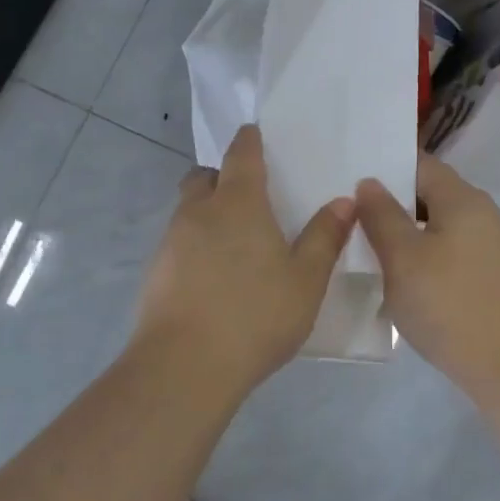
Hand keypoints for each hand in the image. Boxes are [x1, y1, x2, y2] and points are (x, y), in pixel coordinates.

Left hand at [132, 125, 355, 391]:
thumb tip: (344, 201)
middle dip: (222, 176)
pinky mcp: (156, 273)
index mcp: (239, 203)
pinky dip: (195, 246)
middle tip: (248, 195)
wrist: (184, 366)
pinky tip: (215, 277)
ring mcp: (171, 242)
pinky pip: (178, 243)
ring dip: (207, 213)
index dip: (249, 140)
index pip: (241, 154)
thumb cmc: (256, 315)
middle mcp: (199, 212)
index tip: (254, 134)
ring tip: (236, 242)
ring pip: (188, 211)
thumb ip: (324, 237)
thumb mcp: (305, 279)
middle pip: (204, 177)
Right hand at [355, 155, 499, 388]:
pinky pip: (450, 254)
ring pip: (438, 228)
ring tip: (368, 251)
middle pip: (429, 195)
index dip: (384, 167)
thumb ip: (381, 216)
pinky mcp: (492, 277)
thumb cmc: (451, 305)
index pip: (419, 164)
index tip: (348, 179)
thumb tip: (369, 183)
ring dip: (406, 235)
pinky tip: (403, 282)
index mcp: (462, 198)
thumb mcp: (402, 258)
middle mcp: (482, 213)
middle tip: (350, 218)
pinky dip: (424, 259)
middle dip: (391, 205)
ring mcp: (491, 247)